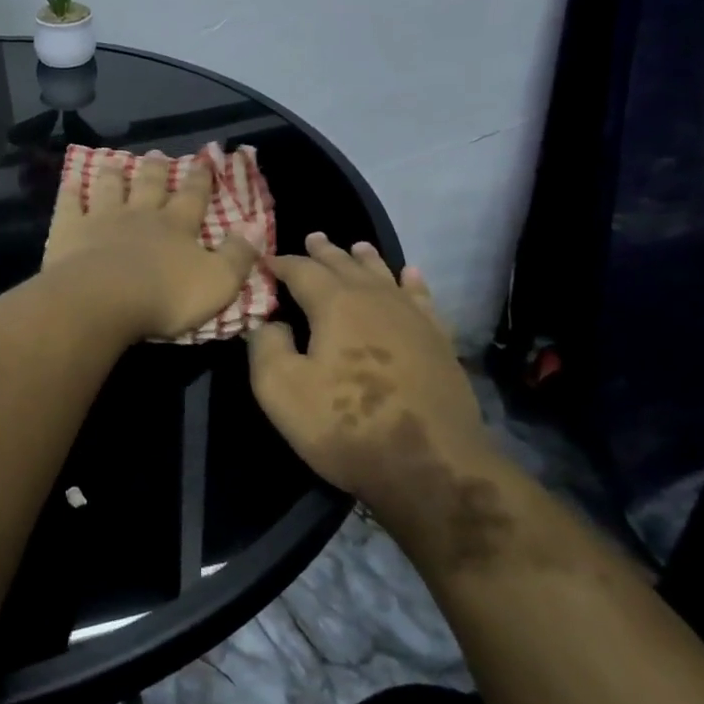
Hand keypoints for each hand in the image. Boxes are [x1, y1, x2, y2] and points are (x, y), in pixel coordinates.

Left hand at [42, 151, 260, 341]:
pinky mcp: (69, 230)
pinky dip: (71, 191)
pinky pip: (69, 205)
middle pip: (150, 186)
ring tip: (115, 162)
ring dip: (114, 174)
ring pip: (110, 188)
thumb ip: (238, 256)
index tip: (204, 159)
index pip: (193, 197)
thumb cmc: (165, 296)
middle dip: (156, 169)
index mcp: (177, 227)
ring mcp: (102, 219)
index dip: (200, 179)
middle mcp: (140, 215)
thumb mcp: (217, 282)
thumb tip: (256, 229)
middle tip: (157, 153)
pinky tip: (70, 182)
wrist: (103, 301)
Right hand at [248, 234, 494, 523]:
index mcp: (335, 304)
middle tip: (312, 238)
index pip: (302, 271)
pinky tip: (410, 275)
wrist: (429, 465)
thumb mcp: (280, 389)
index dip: (281, 263)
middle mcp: (376, 299)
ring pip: (384, 276)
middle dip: (324, 253)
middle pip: (345, 266)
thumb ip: (266, 346)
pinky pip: (422, 299)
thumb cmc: (344, 425)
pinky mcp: (438, 342)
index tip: (265, 260)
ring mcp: (412, 318)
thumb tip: (270, 322)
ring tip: (356, 247)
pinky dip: (412, 283)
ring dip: (366, 260)